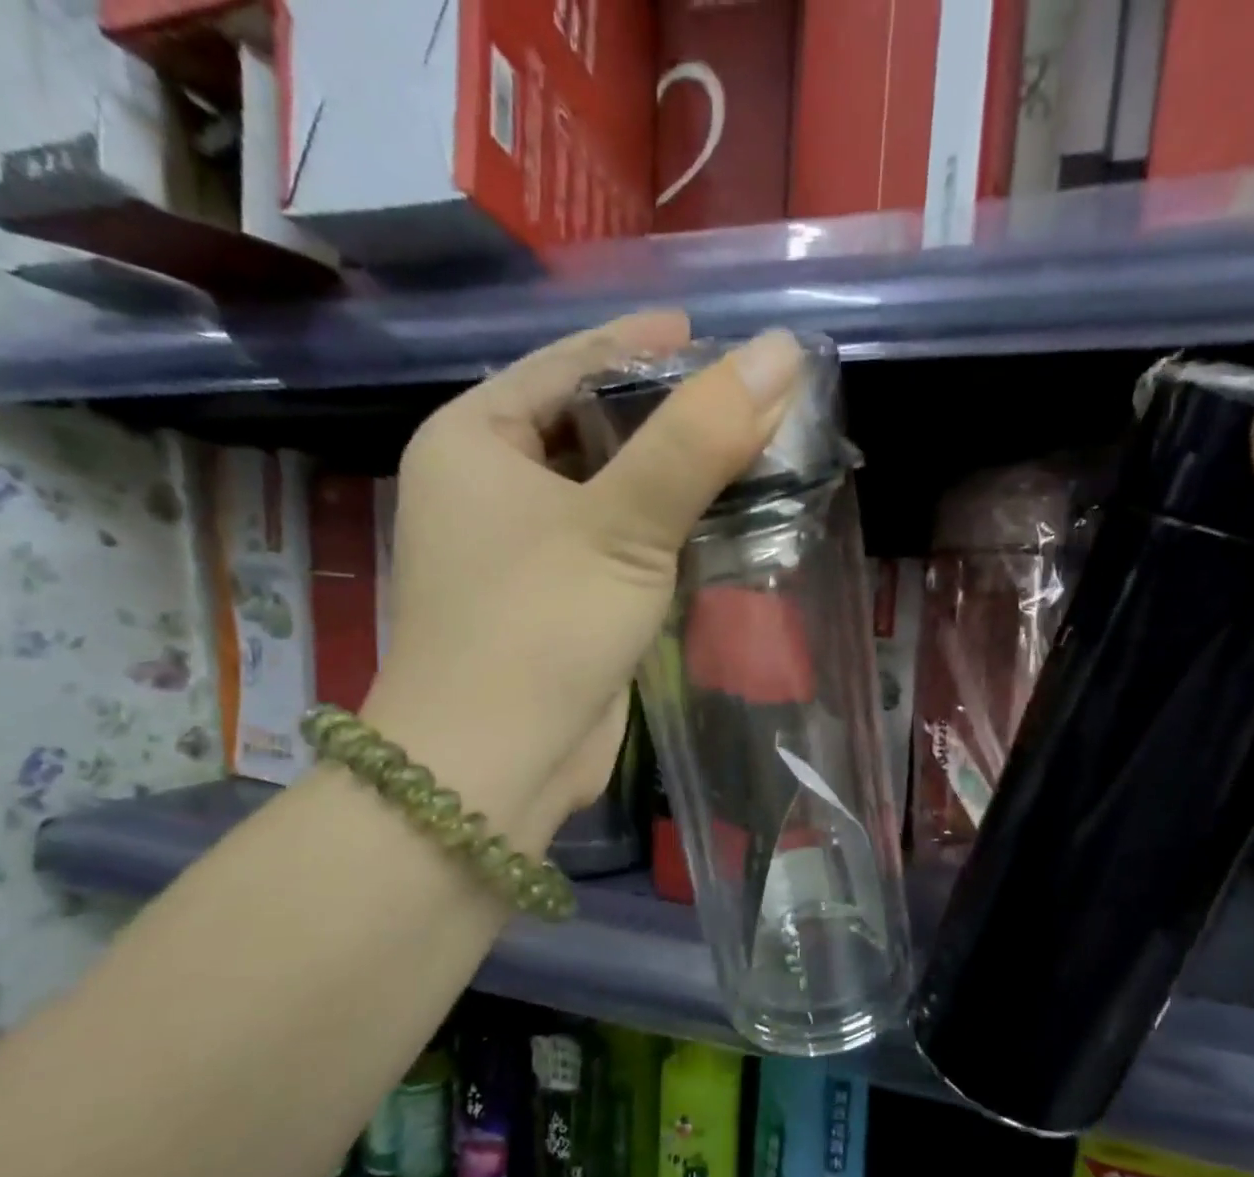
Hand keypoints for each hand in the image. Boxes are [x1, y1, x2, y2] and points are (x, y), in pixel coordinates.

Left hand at [363, 314, 805, 847]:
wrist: (496, 767)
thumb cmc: (539, 627)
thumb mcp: (622, 524)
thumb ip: (699, 440)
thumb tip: (779, 353)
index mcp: (474, 440)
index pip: (566, 364)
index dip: (641, 344)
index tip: (711, 333)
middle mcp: (488, 488)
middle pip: (592, 427)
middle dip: (669, 416)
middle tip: (750, 400)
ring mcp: (523, 552)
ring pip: (611, 493)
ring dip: (676, 479)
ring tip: (755, 452)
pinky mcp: (559, 603)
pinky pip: (619, 546)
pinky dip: (667, 533)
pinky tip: (724, 521)